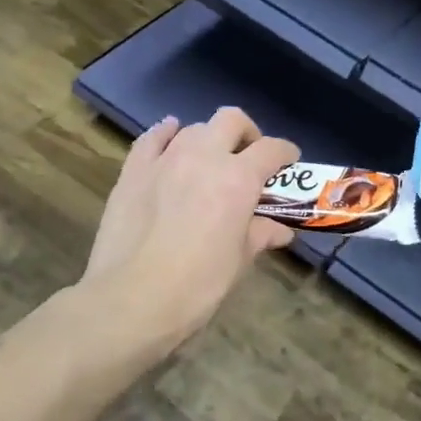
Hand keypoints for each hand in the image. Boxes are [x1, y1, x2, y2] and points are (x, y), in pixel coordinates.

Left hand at [78, 108, 298, 354]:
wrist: (131, 301)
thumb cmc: (198, 285)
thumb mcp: (239, 261)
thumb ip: (259, 235)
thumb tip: (280, 231)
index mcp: (239, 179)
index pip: (272, 149)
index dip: (285, 154)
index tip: (289, 163)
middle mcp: (204, 157)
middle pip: (231, 120)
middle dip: (246, 133)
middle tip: (248, 157)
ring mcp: (164, 160)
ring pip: (193, 128)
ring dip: (207, 139)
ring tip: (208, 161)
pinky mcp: (132, 171)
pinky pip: (152, 138)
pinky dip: (165, 135)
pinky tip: (169, 142)